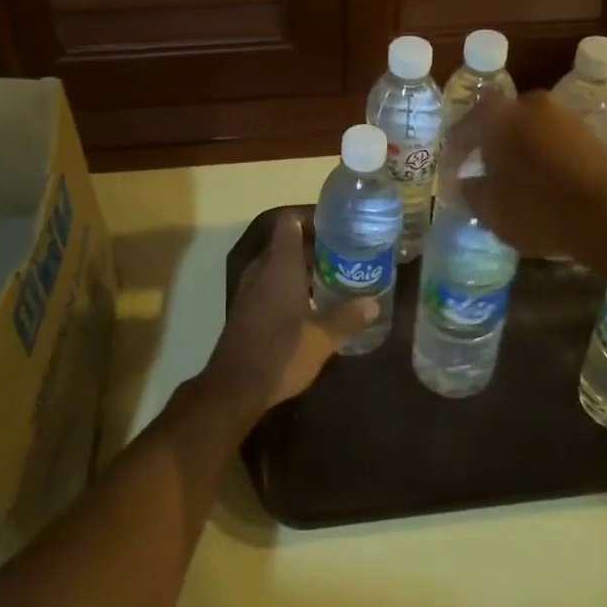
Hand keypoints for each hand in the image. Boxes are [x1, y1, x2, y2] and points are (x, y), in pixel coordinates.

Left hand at [202, 213, 377, 419]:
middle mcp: (262, 271)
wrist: (234, 388)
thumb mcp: (322, 339)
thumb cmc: (281, 354)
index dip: (312, 218)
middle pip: (286, 242)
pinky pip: (270, 282)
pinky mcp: (247, 308)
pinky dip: (290, 283)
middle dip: (314, 244)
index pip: (290, 223)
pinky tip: (312, 302)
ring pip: (278, 264)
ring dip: (302, 265)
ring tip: (334, 274)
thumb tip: (373, 303)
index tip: (338, 226)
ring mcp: (251, 290)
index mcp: (280, 267)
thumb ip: (348, 318)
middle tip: (345, 252)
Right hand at [444, 92, 606, 259]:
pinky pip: (555, 143)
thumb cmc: (537, 207)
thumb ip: (471, 192)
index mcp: (500, 116)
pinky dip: (544, 159)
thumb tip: (465, 184)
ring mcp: (566, 118)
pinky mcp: (592, 137)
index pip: (466, 126)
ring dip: (519, 150)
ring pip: (531, 130)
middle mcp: (533, 106)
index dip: (455, 152)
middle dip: (490, 144)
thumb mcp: (491, 208)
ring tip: (513, 180)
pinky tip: (543, 184)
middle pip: (502, 121)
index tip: (450, 175)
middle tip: (482, 169)